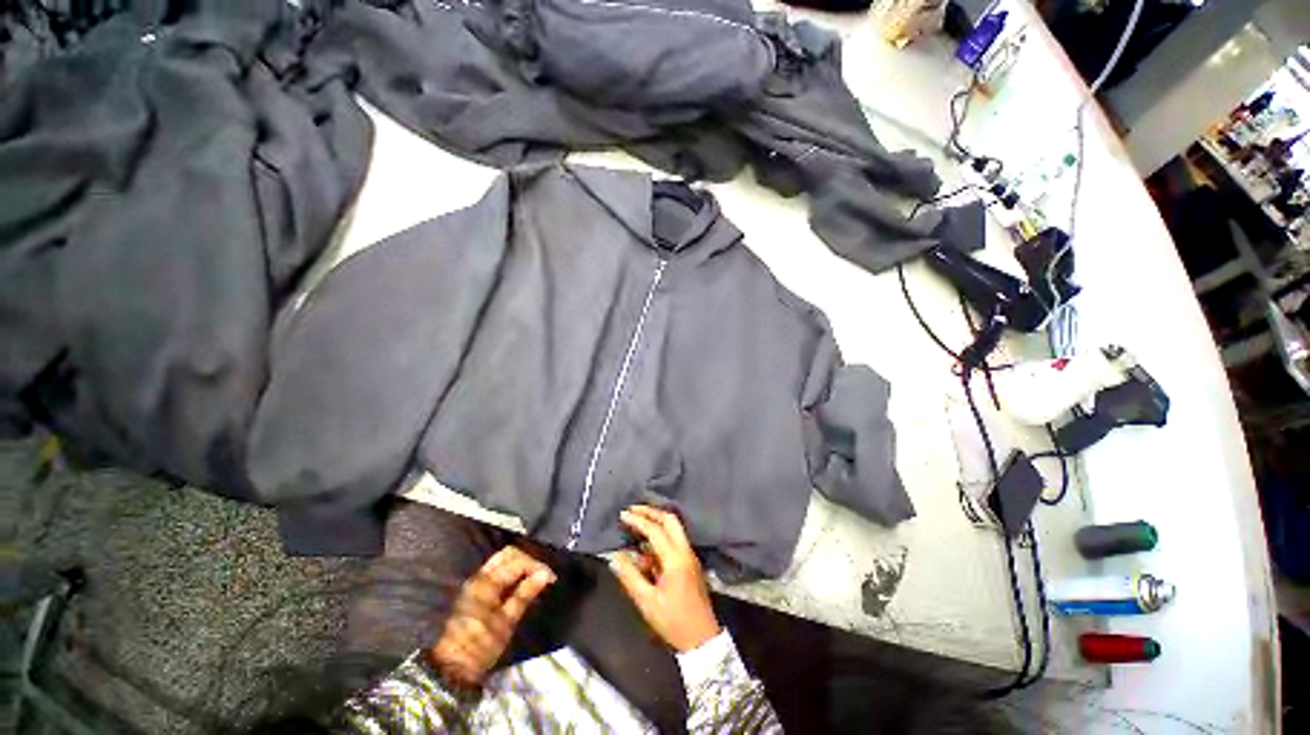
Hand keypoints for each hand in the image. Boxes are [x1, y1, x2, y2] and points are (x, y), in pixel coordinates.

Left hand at [429, 546, 554, 686]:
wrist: (451, 668)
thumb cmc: (480, 646)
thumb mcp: (506, 622)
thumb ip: (524, 594)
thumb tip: (545, 574)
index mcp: (488, 582)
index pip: (518, 561)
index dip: (537, 566)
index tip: (551, 579)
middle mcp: (480, 576)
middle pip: (508, 554)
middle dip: (528, 560)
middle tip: (541, 575)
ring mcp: (475, 583)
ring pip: (501, 560)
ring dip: (519, 564)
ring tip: (532, 579)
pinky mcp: (474, 591)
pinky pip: (496, 570)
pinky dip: (510, 571)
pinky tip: (519, 585)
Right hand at [610, 505, 720, 651]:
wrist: (702, 640)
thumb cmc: (673, 622)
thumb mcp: (647, 602)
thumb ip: (630, 576)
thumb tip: (616, 556)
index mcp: (675, 559)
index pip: (655, 530)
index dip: (638, 520)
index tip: (622, 515)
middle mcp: (685, 551)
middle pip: (670, 520)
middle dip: (651, 512)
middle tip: (633, 511)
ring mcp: (690, 556)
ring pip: (674, 528)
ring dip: (656, 523)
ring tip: (636, 524)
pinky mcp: (690, 563)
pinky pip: (674, 541)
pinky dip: (660, 537)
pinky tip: (645, 547)